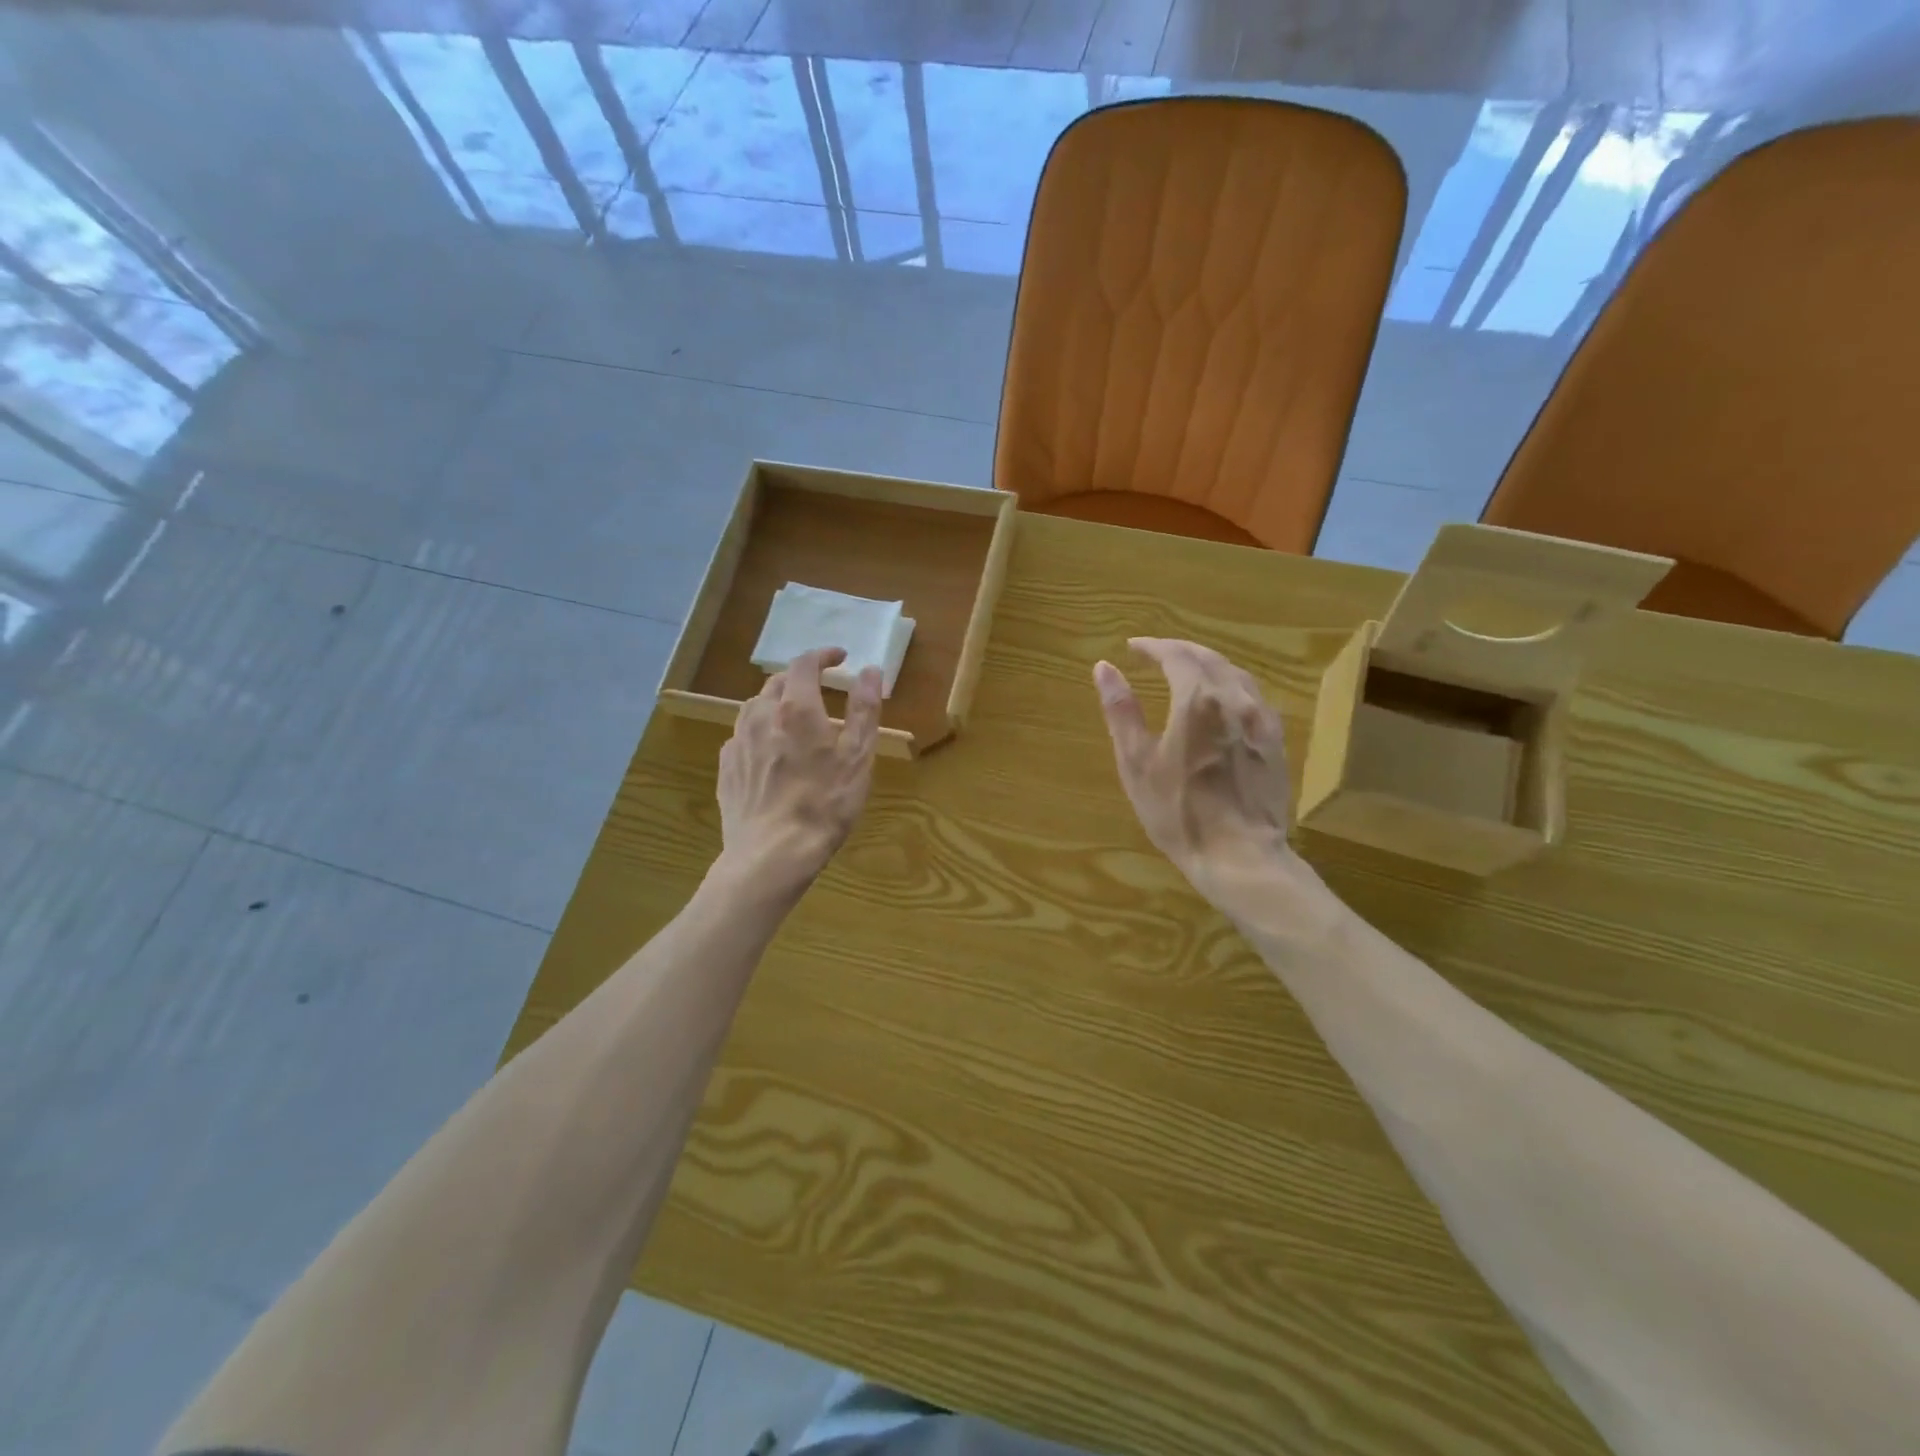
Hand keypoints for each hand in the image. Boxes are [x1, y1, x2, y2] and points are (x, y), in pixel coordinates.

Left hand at [717, 648, 882, 894]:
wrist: (771, 854)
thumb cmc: (824, 804)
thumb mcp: (857, 757)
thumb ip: (864, 709)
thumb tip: (869, 671)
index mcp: (796, 708)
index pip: (804, 664)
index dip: (823, 655)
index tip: (840, 658)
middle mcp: (761, 716)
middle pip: (776, 682)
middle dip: (800, 678)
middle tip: (820, 688)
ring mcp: (738, 742)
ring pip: (755, 707)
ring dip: (776, 702)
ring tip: (794, 717)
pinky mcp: (726, 768)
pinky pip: (743, 736)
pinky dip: (760, 730)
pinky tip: (770, 751)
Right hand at [1094, 638, 1305, 907]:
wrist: (1239, 855)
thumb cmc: (1178, 811)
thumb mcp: (1136, 763)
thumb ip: (1122, 711)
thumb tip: (1104, 668)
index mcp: (1198, 700)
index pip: (1176, 655)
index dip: (1153, 647)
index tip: (1133, 647)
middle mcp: (1235, 699)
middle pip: (1209, 658)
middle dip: (1180, 650)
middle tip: (1157, 653)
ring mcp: (1262, 720)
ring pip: (1236, 674)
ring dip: (1208, 664)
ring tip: (1187, 670)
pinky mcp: (1276, 741)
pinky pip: (1253, 698)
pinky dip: (1231, 686)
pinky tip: (1223, 701)